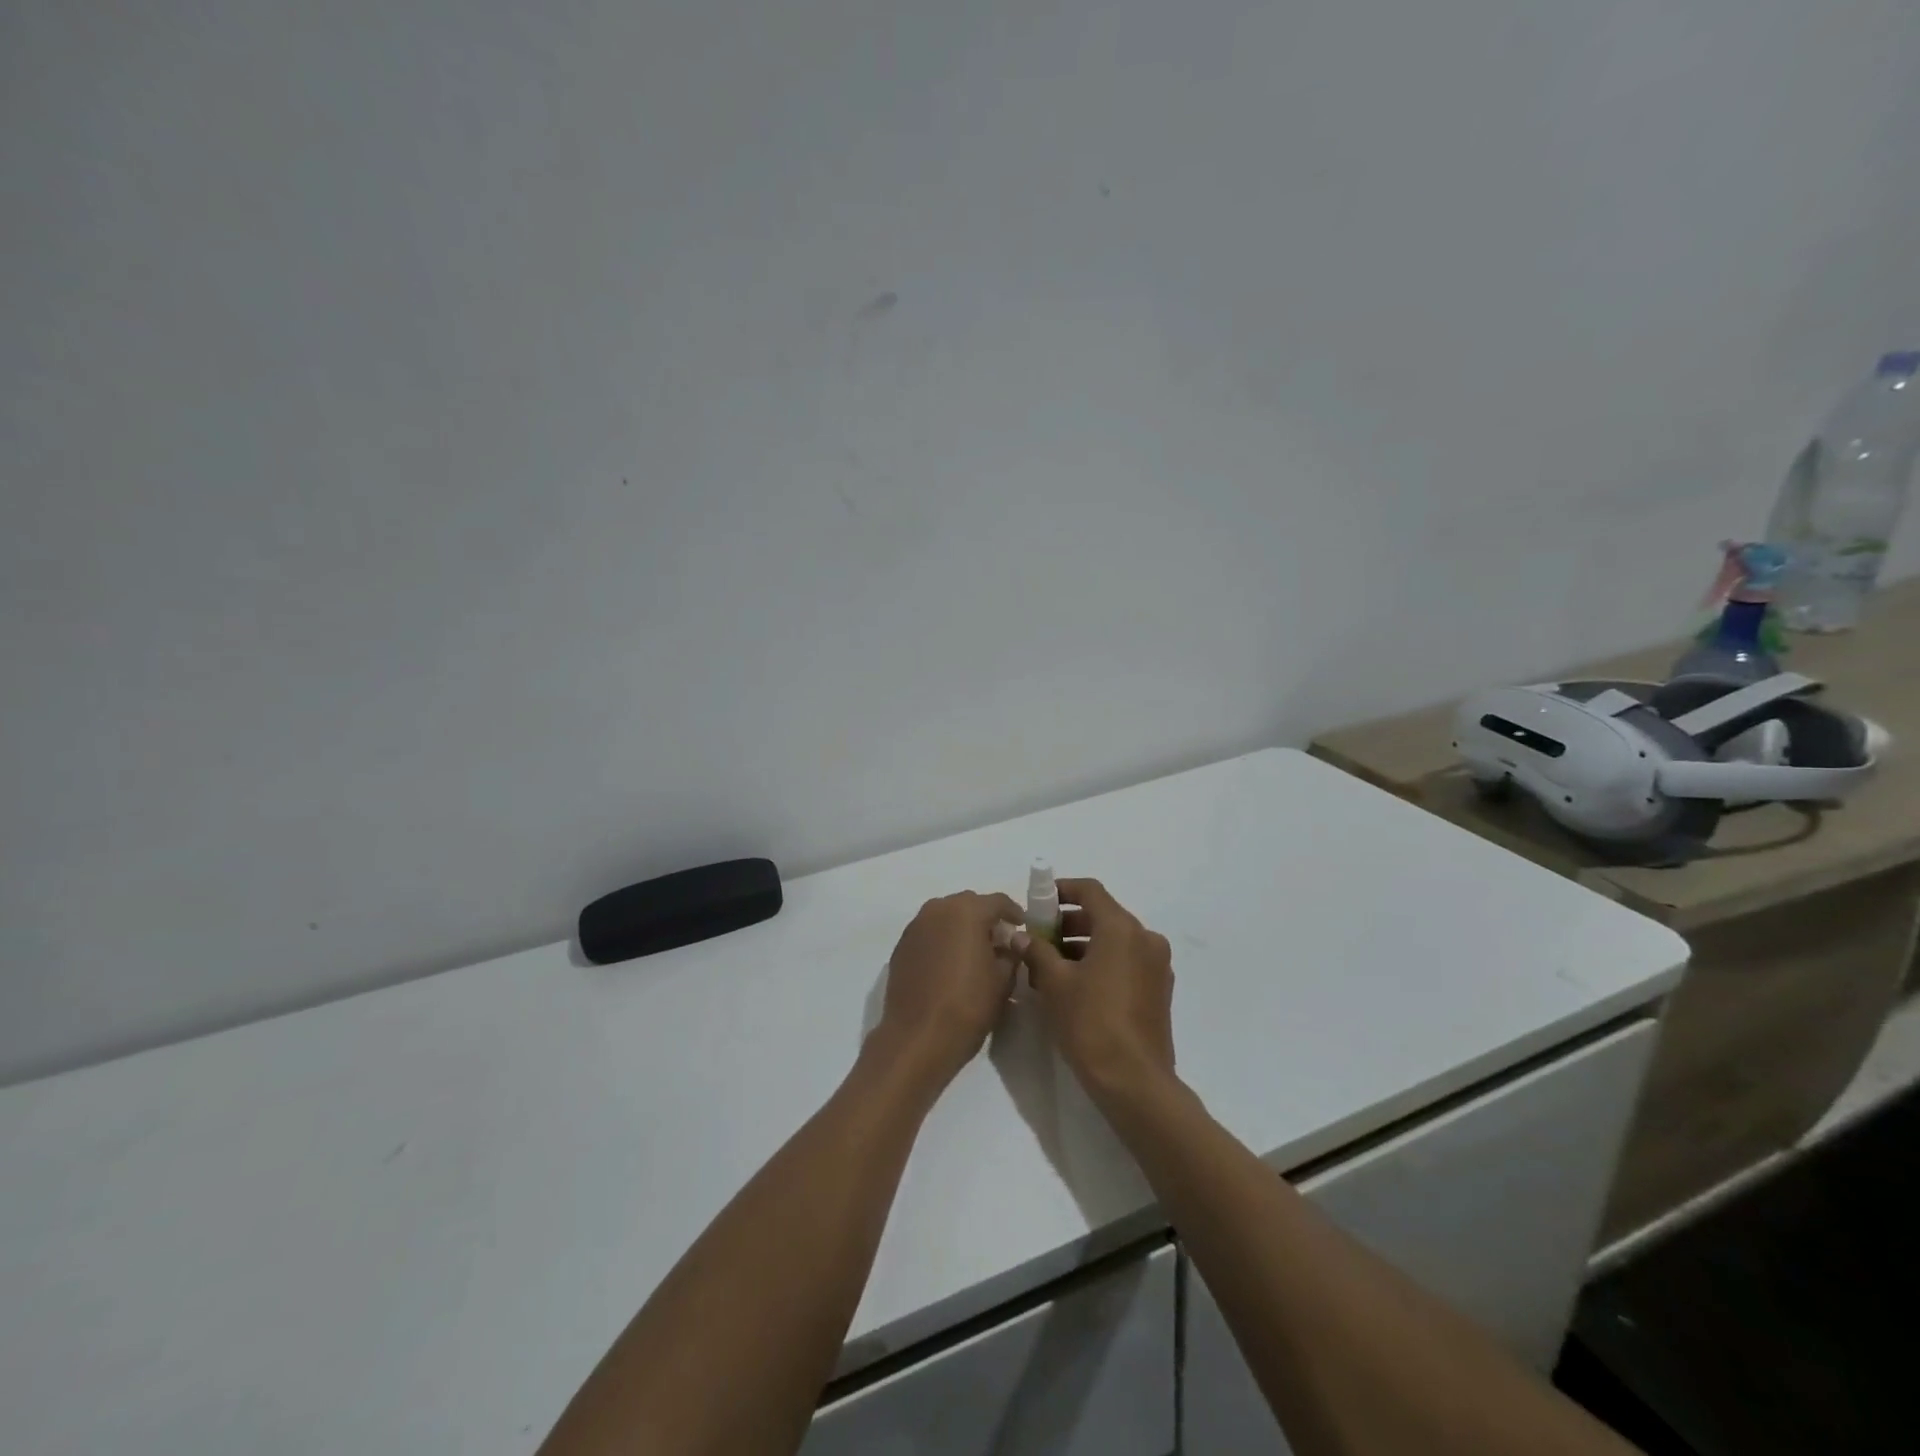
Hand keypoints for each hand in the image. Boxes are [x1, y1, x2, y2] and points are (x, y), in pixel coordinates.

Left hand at [873, 891, 1022, 1090]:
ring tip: (973, 952)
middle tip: (999, 940)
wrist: (917, 1038)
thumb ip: (1010, 955)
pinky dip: (941, 941)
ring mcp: (915, 927)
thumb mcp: (1003, 981)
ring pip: (945, 917)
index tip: (1022, 926)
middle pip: (968, 905)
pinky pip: (928, 934)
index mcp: (967, 911)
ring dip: (961, 928)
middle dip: (985, 918)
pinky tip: (949, 964)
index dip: (1014, 912)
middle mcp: (938, 909)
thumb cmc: (968, 1005)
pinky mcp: (901, 947)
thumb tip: (1008, 946)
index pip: (997, 901)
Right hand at [1013, 878, 1176, 1102]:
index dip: (1062, 890)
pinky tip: (1075, 985)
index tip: (1038, 902)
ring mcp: (1157, 965)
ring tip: (1050, 966)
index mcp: (1122, 928)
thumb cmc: (1090, 1023)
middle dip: (1068, 923)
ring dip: (1082, 945)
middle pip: (1103, 915)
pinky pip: (1126, 961)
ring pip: (1114, 940)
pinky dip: (1101, 962)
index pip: (1090, 891)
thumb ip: (1036, 951)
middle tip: (1038, 938)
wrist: (1134, 1081)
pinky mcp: (1159, 989)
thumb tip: (1019, 935)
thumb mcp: (1054, 983)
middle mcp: (1145, 938)